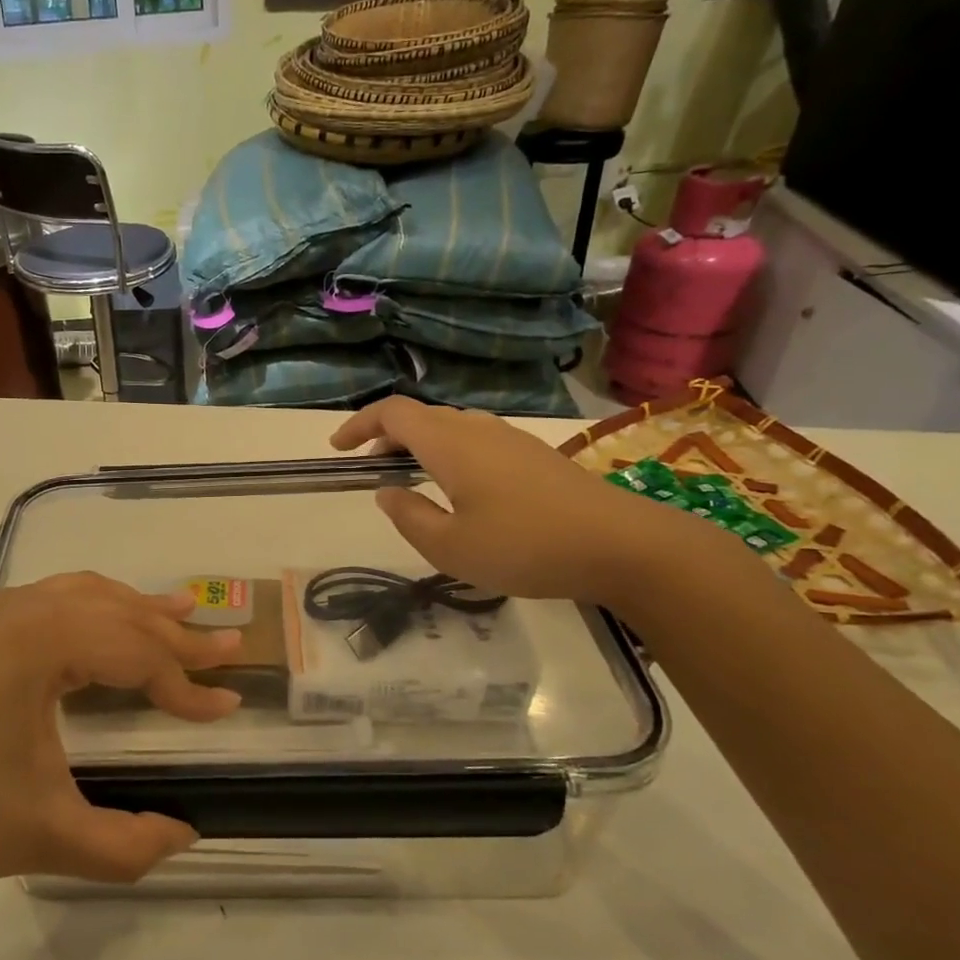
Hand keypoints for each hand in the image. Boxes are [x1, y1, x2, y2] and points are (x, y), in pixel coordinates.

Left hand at [0, 574, 242, 895]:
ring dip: (136, 608)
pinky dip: (95, 605)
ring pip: (87, 595)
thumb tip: (184, 836)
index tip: (229, 707)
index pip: (138, 656)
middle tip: (228, 645)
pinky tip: (103, 620)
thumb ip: (125, 845)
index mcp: (45, 642)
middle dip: (176, 635)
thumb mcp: (44, 835)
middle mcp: (25, 610)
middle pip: (120, 613)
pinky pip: (55, 600)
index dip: (187, 687)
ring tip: (180, 612)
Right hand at [332, 396, 695, 605]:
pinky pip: (475, 439)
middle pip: (421, 415)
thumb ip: (409, 517)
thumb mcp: (450, 547)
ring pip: (450, 426)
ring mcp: (511, 439)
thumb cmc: (525, 546)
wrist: (621, 545)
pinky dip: (448, 451)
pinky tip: (457, 486)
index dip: (359, 424)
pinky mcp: (534, 455)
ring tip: (407, 474)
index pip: (393, 413)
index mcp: (449, 444)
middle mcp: (477, 430)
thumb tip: (387, 492)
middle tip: (367, 464)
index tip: (337, 449)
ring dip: (419, 442)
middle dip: (386, 434)